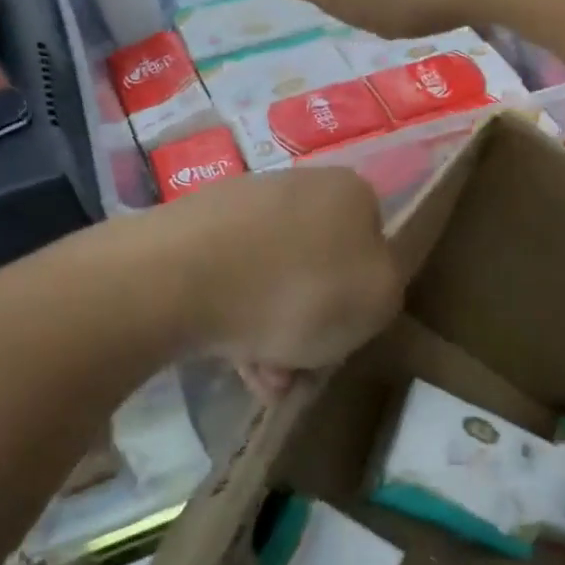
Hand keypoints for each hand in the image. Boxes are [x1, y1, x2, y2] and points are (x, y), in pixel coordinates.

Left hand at [161, 166, 400, 389]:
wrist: (180, 278)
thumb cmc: (299, 290)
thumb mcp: (378, 301)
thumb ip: (385, 293)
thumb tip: (360, 288)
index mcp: (351, 193)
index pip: (372, 248)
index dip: (360, 302)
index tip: (340, 342)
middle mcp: (300, 186)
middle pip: (318, 271)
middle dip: (309, 329)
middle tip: (293, 373)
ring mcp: (243, 204)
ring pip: (272, 281)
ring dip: (271, 335)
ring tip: (255, 378)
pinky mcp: (193, 227)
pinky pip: (230, 281)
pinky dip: (234, 319)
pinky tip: (224, 357)